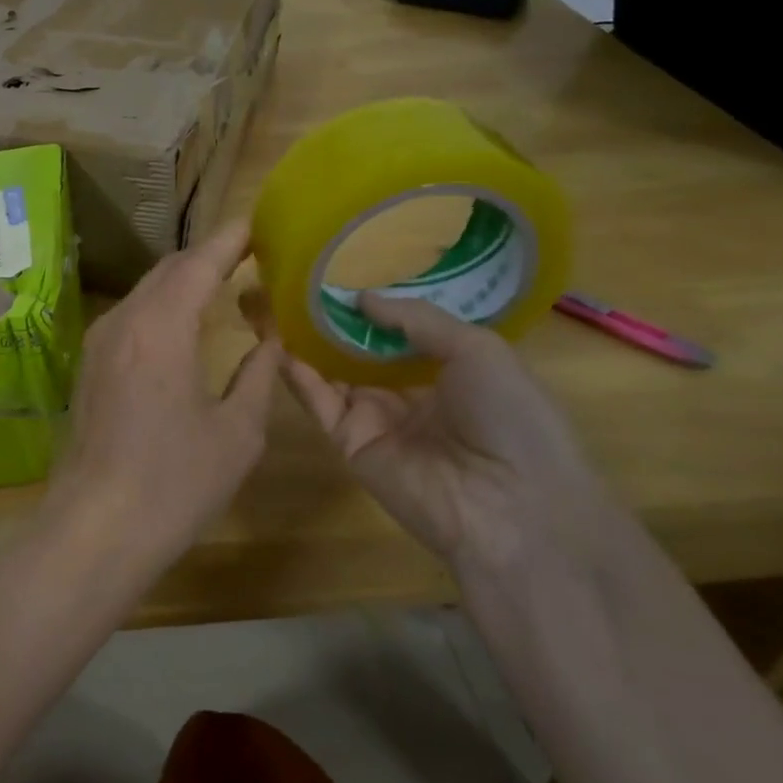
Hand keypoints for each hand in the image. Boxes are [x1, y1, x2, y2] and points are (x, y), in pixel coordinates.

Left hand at [51, 221, 283, 559]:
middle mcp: (124, 321)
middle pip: (168, 270)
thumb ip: (258, 376)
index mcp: (161, 328)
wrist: (96, 526)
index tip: (256, 222)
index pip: (198, 264)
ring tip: (222, 280)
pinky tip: (184, 321)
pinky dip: (162, 304)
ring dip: (182, 280)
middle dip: (207, 256)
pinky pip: (131, 315)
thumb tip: (272, 341)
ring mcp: (99, 341)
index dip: (228, 240)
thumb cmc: (174, 482)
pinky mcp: (89, 363)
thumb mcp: (236, 432)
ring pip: (146, 291)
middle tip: (248, 252)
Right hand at [279, 294, 613, 581]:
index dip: (369, 307)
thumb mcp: (478, 349)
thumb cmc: (509, 416)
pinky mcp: (349, 442)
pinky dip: (297, 373)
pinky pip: (320, 402)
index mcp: (447, 371)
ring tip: (271, 304)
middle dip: (328, 321)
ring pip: (331, 372)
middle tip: (291, 285)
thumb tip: (360, 297)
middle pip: (358, 350)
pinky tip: (276, 342)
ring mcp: (376, 418)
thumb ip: (415, 319)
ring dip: (304, 341)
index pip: (397, 333)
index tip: (335, 276)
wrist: (510, 506)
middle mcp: (407, 392)